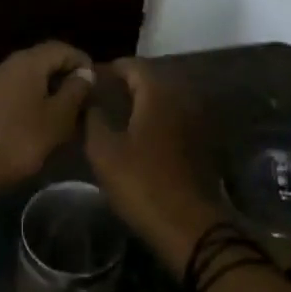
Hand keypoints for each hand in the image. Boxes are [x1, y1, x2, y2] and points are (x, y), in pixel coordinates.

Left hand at [0, 41, 93, 195]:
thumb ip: (75, 91)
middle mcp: (4, 64)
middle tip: (82, 99)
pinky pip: (10, 90)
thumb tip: (84, 74)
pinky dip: (28, 98)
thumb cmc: (21, 141)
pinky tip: (36, 120)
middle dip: (63, 75)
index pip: (60, 48)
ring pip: (25, 76)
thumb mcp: (58, 118)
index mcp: (26, 62)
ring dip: (46, 88)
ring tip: (62, 112)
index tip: (95, 84)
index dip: (81, 61)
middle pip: (41, 60)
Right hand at [82, 58, 223, 272]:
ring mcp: (196, 121)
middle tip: (99, 98)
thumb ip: (93, 118)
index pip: (133, 65)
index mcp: (159, 93)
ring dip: (141, 104)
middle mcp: (182, 98)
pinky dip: (156, 121)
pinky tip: (139, 137)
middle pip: (151, 80)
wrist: (190, 226)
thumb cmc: (142, 183)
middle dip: (126, 85)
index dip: (109, 69)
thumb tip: (89, 100)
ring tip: (115, 117)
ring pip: (164, 101)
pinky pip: (174, 119)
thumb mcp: (104, 151)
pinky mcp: (202, 143)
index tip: (88, 80)